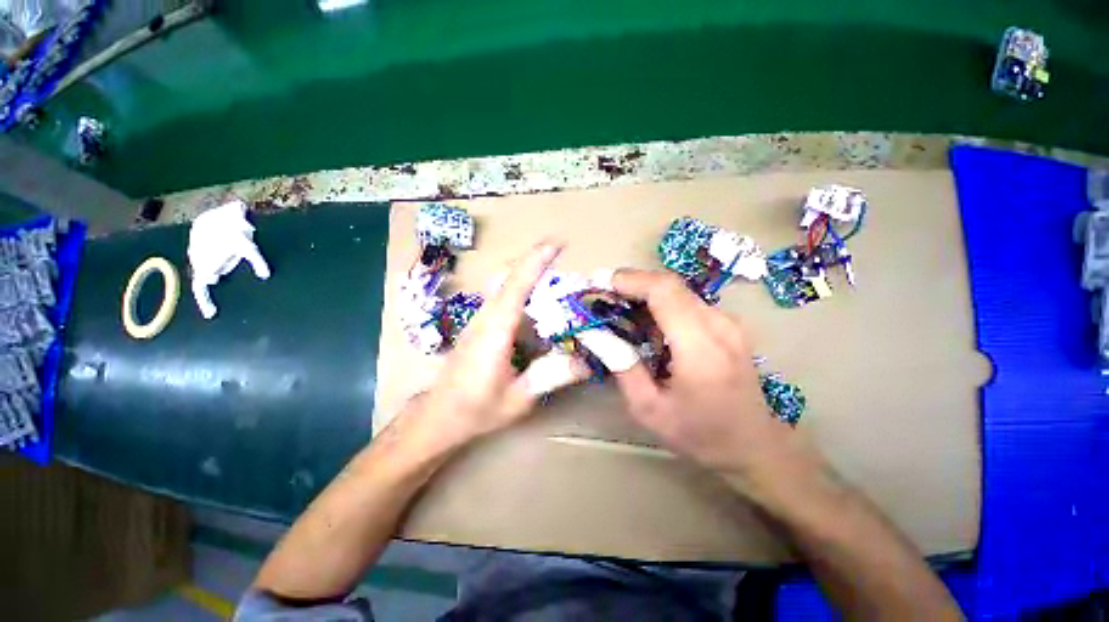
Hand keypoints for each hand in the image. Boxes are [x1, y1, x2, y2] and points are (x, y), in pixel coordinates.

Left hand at [416, 241, 588, 448]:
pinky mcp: (480, 324)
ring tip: (558, 283)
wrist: (437, 415)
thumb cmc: (475, 409)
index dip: (536, 261)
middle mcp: (485, 317)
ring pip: (504, 283)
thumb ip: (550, 377)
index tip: (557, 243)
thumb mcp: (518, 399)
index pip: (516, 286)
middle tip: (566, 263)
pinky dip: (522, 289)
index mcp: (495, 331)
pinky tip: (538, 306)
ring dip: (530, 275)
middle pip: (509, 276)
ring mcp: (480, 318)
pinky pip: (502, 296)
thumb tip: (585, 360)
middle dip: (537, 263)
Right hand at [609, 269, 803, 477]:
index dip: (631, 280)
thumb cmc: (699, 434)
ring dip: (646, 294)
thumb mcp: (648, 409)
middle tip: (604, 297)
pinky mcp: (728, 325)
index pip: (664, 291)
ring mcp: (728, 323)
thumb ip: (622, 367)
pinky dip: (661, 304)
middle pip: (670, 284)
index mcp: (700, 348)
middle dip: (633, 283)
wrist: (754, 446)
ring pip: (678, 291)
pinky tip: (647, 324)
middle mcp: (719, 326)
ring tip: (620, 309)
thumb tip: (596, 334)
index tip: (601, 284)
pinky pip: (688, 302)